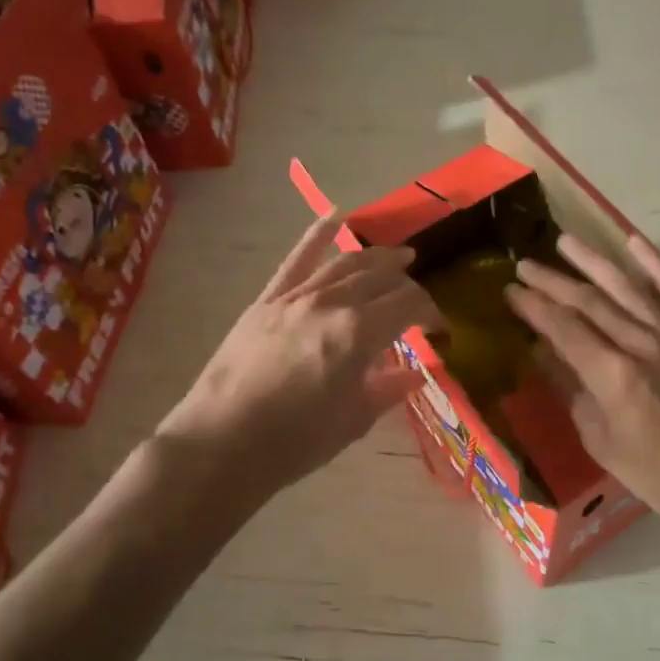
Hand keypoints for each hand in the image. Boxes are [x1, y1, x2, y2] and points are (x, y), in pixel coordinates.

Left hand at [158, 213, 441, 499]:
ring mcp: (295, 297)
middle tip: (418, 295)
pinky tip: (334, 216)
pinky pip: (296, 260)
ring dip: (376, 256)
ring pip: (345, 263)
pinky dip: (317, 235)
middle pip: (381, 277)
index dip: (430, 311)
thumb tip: (416, 373)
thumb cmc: (295, 442)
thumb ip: (389, 389)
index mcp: (359, 333)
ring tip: (398, 255)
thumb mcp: (353, 421)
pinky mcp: (267, 300)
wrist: (220, 444)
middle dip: (407, 282)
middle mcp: (331, 303)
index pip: (409, 303)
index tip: (439, 328)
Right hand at [503, 233, 659, 533]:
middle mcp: (644, 345)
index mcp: (614, 376)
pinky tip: (634, 243)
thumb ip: (574, 393)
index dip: (534, 307)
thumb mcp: (604, 444)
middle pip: (591, 303)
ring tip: (565, 241)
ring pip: (629, 288)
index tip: (510, 291)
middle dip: (553, 281)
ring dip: (594, 262)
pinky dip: (657, 266)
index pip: (564, 329)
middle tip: (524, 264)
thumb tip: (545, 355)